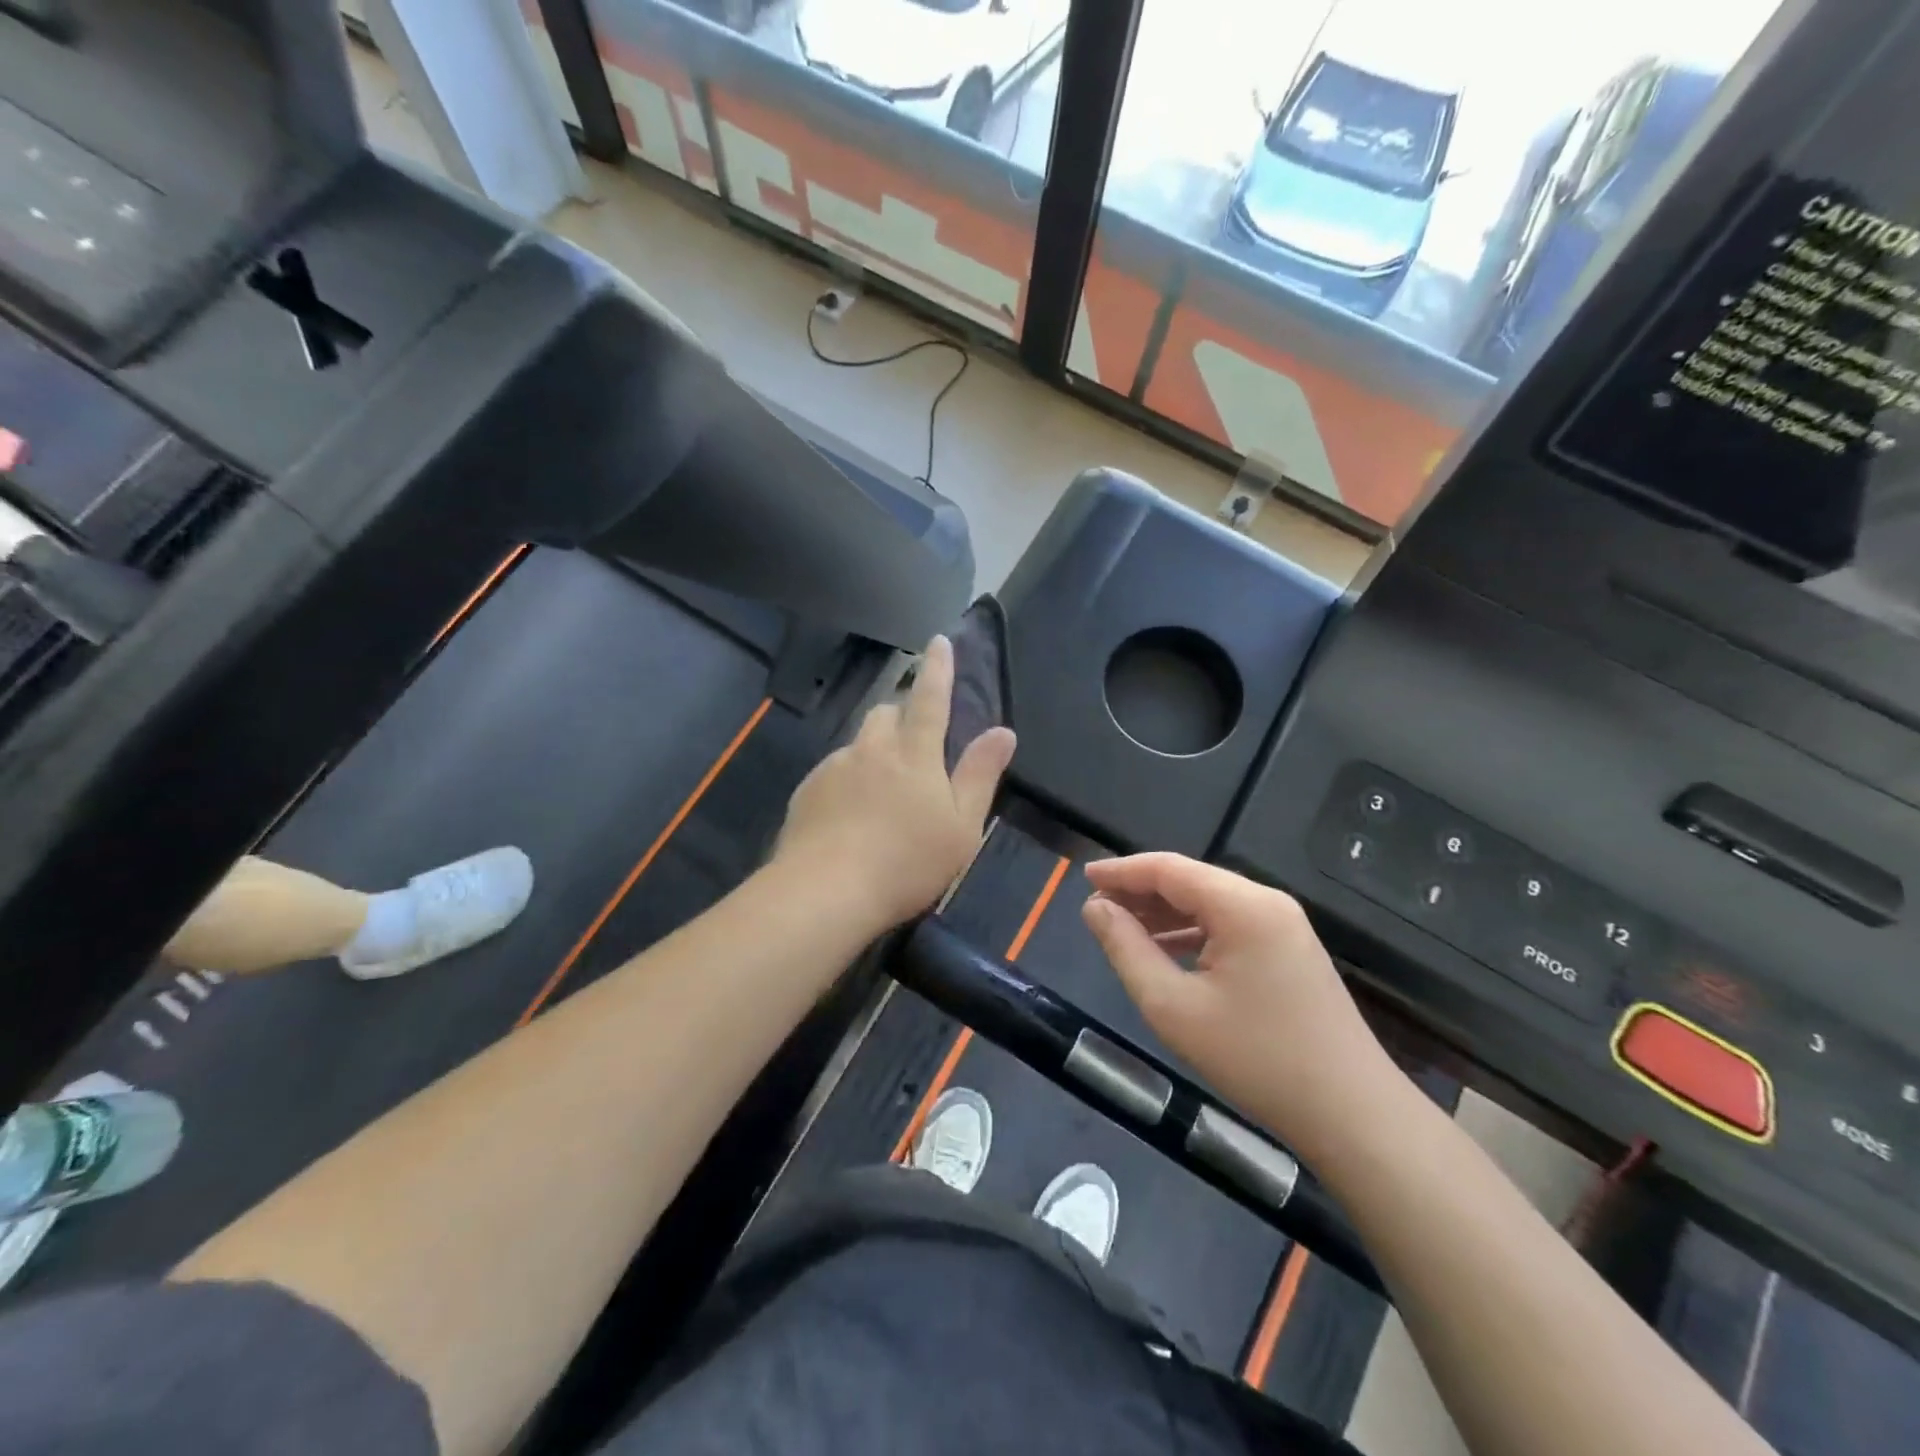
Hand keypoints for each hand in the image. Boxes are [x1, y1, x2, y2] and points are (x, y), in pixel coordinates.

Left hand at [774, 635, 1015, 931]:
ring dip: (874, 753)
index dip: (938, 669)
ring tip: (881, 794)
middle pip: (886, 713)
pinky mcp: (807, 791)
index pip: (930, 698)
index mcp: (914, 753)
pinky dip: (848, 781)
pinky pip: (834, 772)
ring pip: (858, 744)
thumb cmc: (907, 862)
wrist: (825, 892)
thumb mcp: (961, 826)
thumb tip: (1003, 731)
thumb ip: (980, 774)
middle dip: (901, 715)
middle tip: (914, 745)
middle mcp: (872, 748)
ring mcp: (834, 767)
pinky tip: (850, 817)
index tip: (938, 641)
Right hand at [1081, 853, 1403, 1159]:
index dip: (1121, 870)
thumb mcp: (1173, 1007)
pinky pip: (1230, 925)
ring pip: (1209, 903)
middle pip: (1190, 881)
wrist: (1353, 1116)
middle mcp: (1266, 902)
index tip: (1082, 877)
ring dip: (1164, 912)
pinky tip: (1166, 951)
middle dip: (1140, 891)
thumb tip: (1095, 908)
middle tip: (1095, 909)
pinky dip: (1192, 932)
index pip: (1168, 869)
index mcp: (1242, 906)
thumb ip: (1126, 949)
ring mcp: (1284, 926)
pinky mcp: (1290, 950)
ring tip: (1121, 930)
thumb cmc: (1256, 1059)